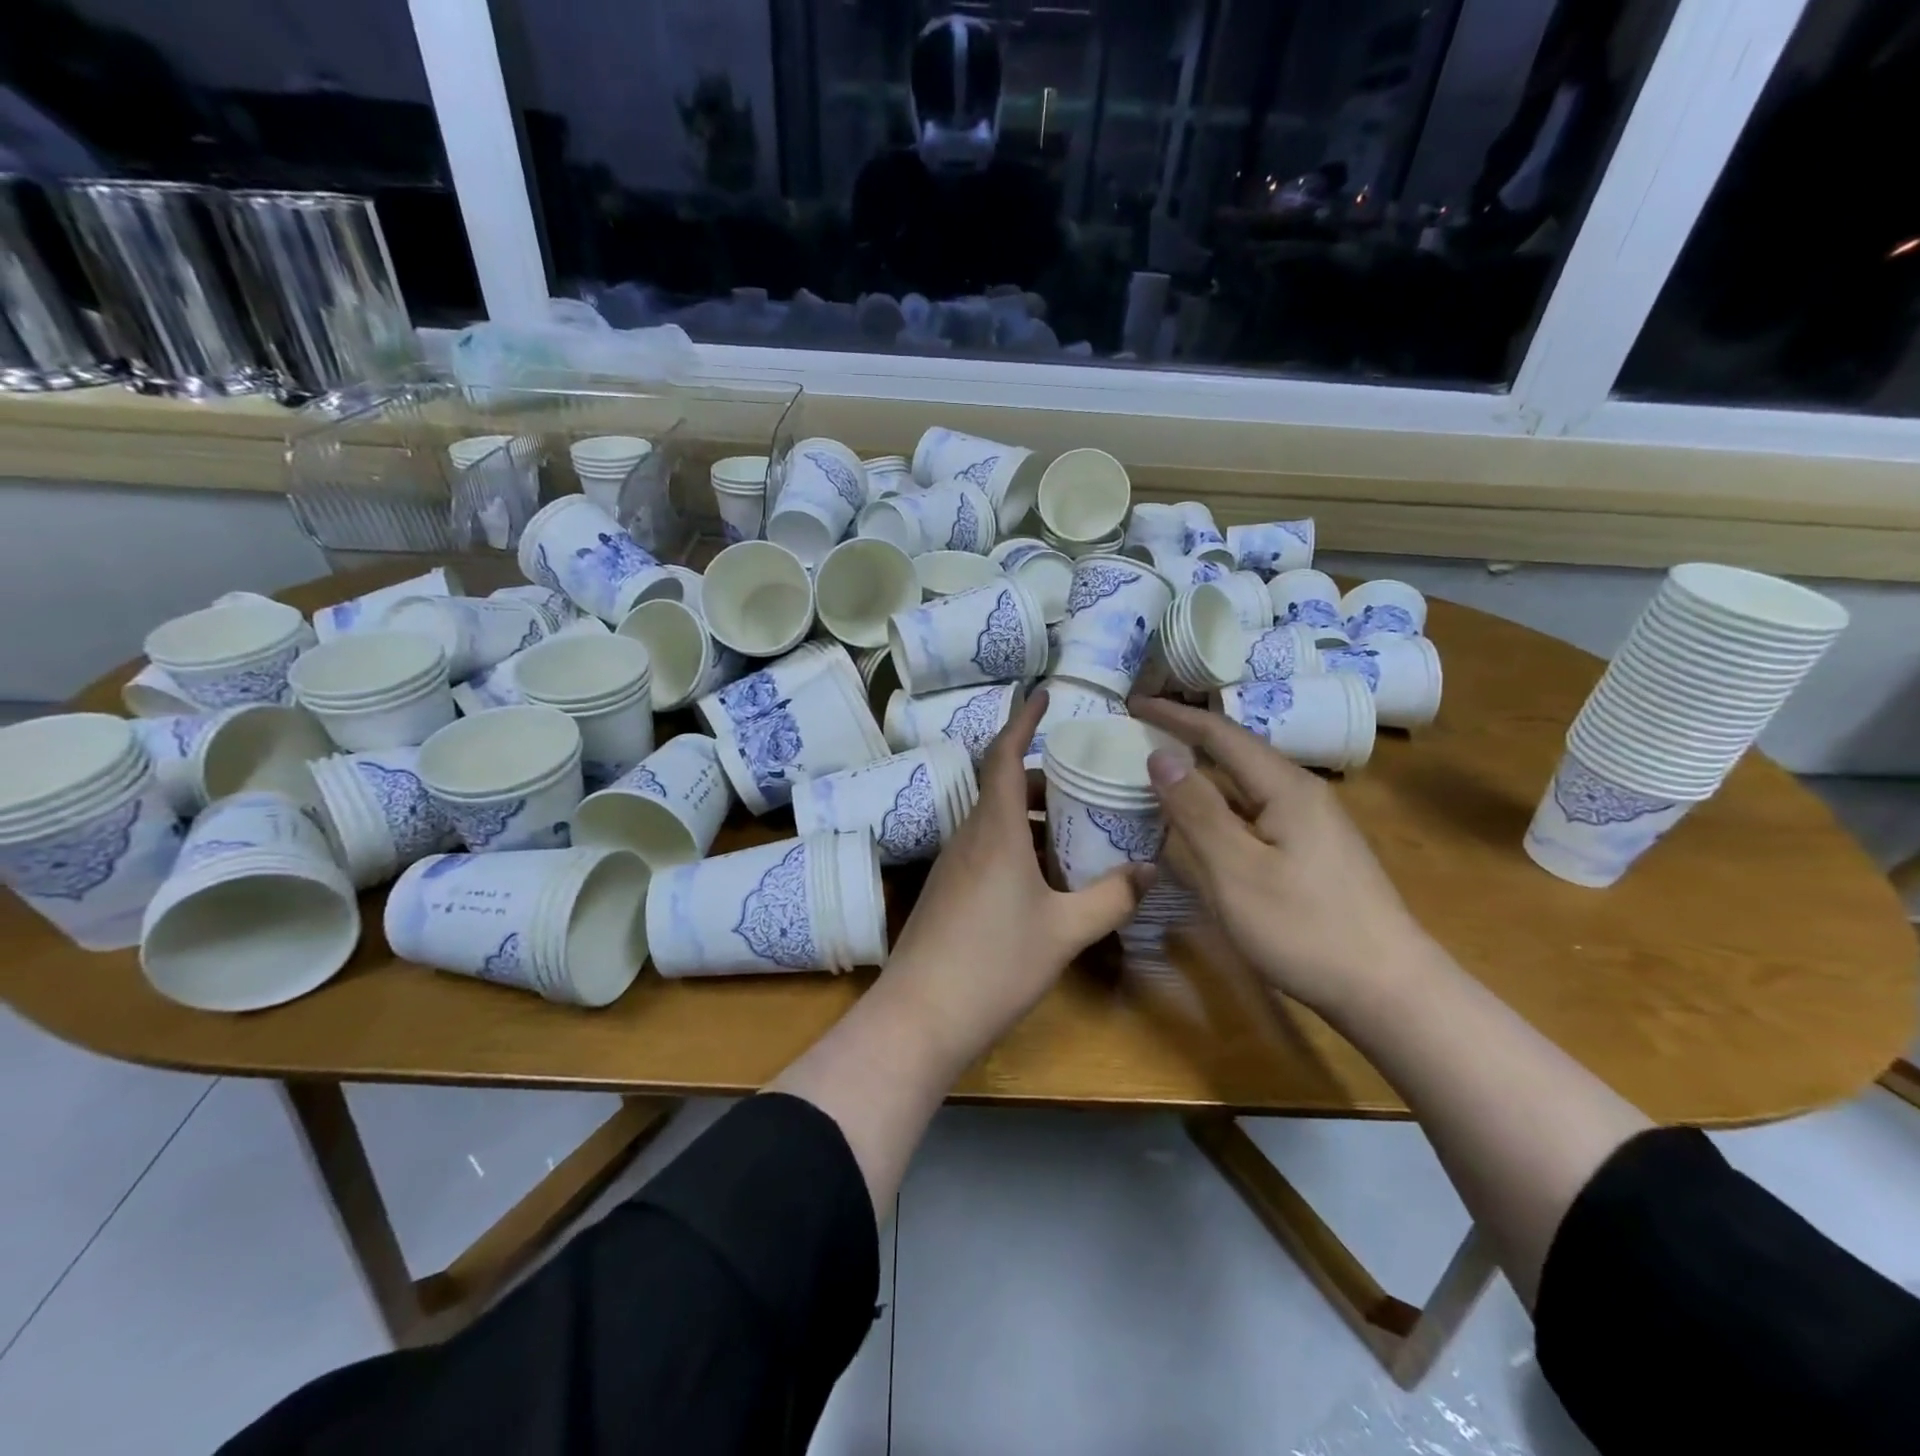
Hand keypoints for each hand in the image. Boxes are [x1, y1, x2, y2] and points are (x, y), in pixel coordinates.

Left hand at [887, 689, 1151, 1057]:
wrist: (920, 1016)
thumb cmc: (994, 964)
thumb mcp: (1065, 931)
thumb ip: (1111, 898)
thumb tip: (1150, 870)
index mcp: (995, 829)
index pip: (1005, 755)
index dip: (1023, 720)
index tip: (1043, 694)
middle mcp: (969, 836)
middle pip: (1004, 787)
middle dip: (1044, 779)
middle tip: (1086, 785)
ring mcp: (953, 864)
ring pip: (995, 820)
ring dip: (1032, 816)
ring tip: (1076, 831)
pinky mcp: (947, 890)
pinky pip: (986, 848)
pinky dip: (1017, 844)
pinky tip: (1044, 877)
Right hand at [1129, 696, 1432, 1016]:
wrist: (1388, 991)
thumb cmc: (1304, 928)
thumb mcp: (1236, 869)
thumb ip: (1196, 810)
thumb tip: (1161, 754)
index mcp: (1285, 787)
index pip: (1220, 734)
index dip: (1174, 715)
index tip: (1133, 703)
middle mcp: (1302, 794)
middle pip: (1235, 754)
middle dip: (1186, 740)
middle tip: (1138, 737)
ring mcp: (1311, 825)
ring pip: (1244, 787)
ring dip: (1201, 778)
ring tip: (1157, 777)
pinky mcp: (1312, 854)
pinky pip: (1253, 815)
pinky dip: (1218, 810)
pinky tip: (1200, 828)